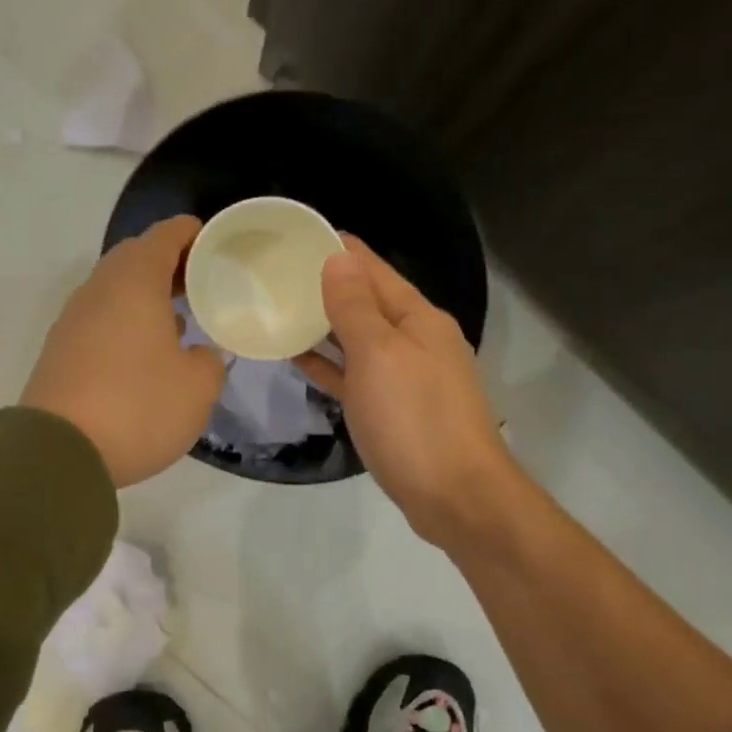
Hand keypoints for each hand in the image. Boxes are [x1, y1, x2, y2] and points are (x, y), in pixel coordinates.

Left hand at [22, 216, 225, 486]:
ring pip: (114, 290)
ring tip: (178, 318)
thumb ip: (209, 362)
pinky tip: (144, 352)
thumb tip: (198, 355)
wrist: (57, 451)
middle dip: (168, 264)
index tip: (213, 243)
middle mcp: (98, 290)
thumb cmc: (137, 406)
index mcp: (134, 282)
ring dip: (145, 296)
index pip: (165, 236)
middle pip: (135, 258)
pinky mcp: (59, 352)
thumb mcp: (197, 387)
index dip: (191, 234)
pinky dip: (125, 322)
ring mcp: (72, 321)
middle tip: (199, 283)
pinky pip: (99, 321)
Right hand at [296, 237, 519, 549]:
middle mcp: (414, 340)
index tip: (295, 234)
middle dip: (326, 285)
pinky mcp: (392, 410)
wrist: (456, 496)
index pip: (373, 269)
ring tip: (279, 309)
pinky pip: (354, 375)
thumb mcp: (380, 355)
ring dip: (323, 325)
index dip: (338, 249)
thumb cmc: (415, 419)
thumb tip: (337, 259)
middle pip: (366, 302)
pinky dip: (329, 364)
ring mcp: (404, 377)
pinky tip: (298, 358)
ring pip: (357, 339)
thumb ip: (355, 308)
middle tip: (275, 273)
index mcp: (418, 318)